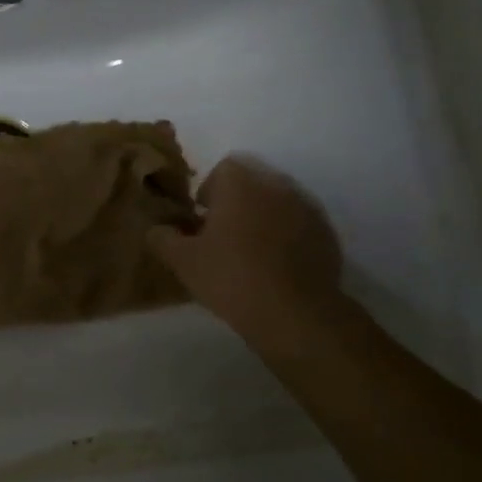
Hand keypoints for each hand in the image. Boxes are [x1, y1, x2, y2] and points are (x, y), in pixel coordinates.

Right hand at [148, 155, 343, 345]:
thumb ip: (162, 238)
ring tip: (250, 251)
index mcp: (240, 185)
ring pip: (278, 202)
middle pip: (253, 182)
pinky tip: (276, 265)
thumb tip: (156, 229)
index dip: (210, 190)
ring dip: (263, 216)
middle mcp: (276, 186)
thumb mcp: (182, 261)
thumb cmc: (230, 277)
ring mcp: (307, 209)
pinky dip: (287, 235)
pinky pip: (299, 224)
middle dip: (237, 201)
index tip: (202, 218)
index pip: (224, 168)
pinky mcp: (326, 234)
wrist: (295, 313)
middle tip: (223, 234)